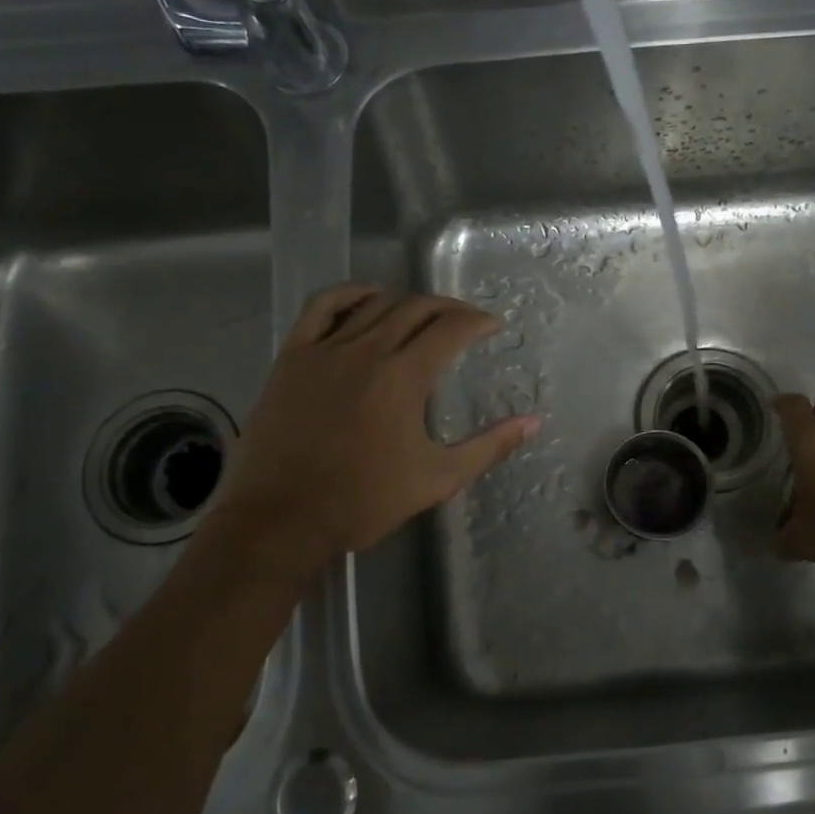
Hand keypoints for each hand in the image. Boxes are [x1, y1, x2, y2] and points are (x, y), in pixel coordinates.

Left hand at [198, 284, 537, 578]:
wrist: (282, 519)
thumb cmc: (364, 501)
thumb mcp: (438, 478)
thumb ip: (489, 446)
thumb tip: (532, 422)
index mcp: (404, 377)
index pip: (450, 329)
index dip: (477, 321)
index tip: (492, 326)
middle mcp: (367, 351)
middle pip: (416, 308)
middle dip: (448, 308)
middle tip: (465, 321)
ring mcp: (325, 350)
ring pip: (374, 305)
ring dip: (406, 303)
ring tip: (422, 316)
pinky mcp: (293, 357)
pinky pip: (322, 307)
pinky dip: (348, 294)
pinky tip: (366, 299)